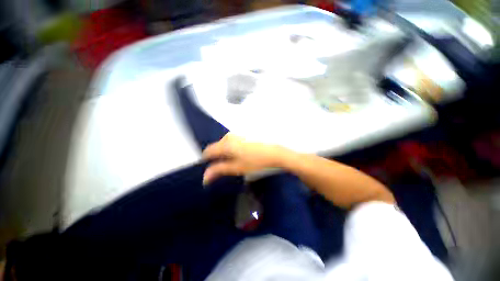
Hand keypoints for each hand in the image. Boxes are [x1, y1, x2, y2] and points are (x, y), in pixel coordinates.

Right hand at [202, 133, 287, 183]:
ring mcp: (237, 134)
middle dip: (217, 157)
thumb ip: (219, 170)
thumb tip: (205, 176)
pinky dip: (232, 149)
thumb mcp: (237, 168)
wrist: (275, 153)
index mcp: (226, 144)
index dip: (206, 160)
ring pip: (224, 144)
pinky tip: (240, 155)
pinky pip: (232, 141)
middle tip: (223, 168)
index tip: (209, 169)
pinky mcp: (244, 134)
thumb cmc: (256, 161)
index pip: (209, 151)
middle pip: (217, 147)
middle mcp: (229, 136)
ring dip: (225, 153)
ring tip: (233, 162)